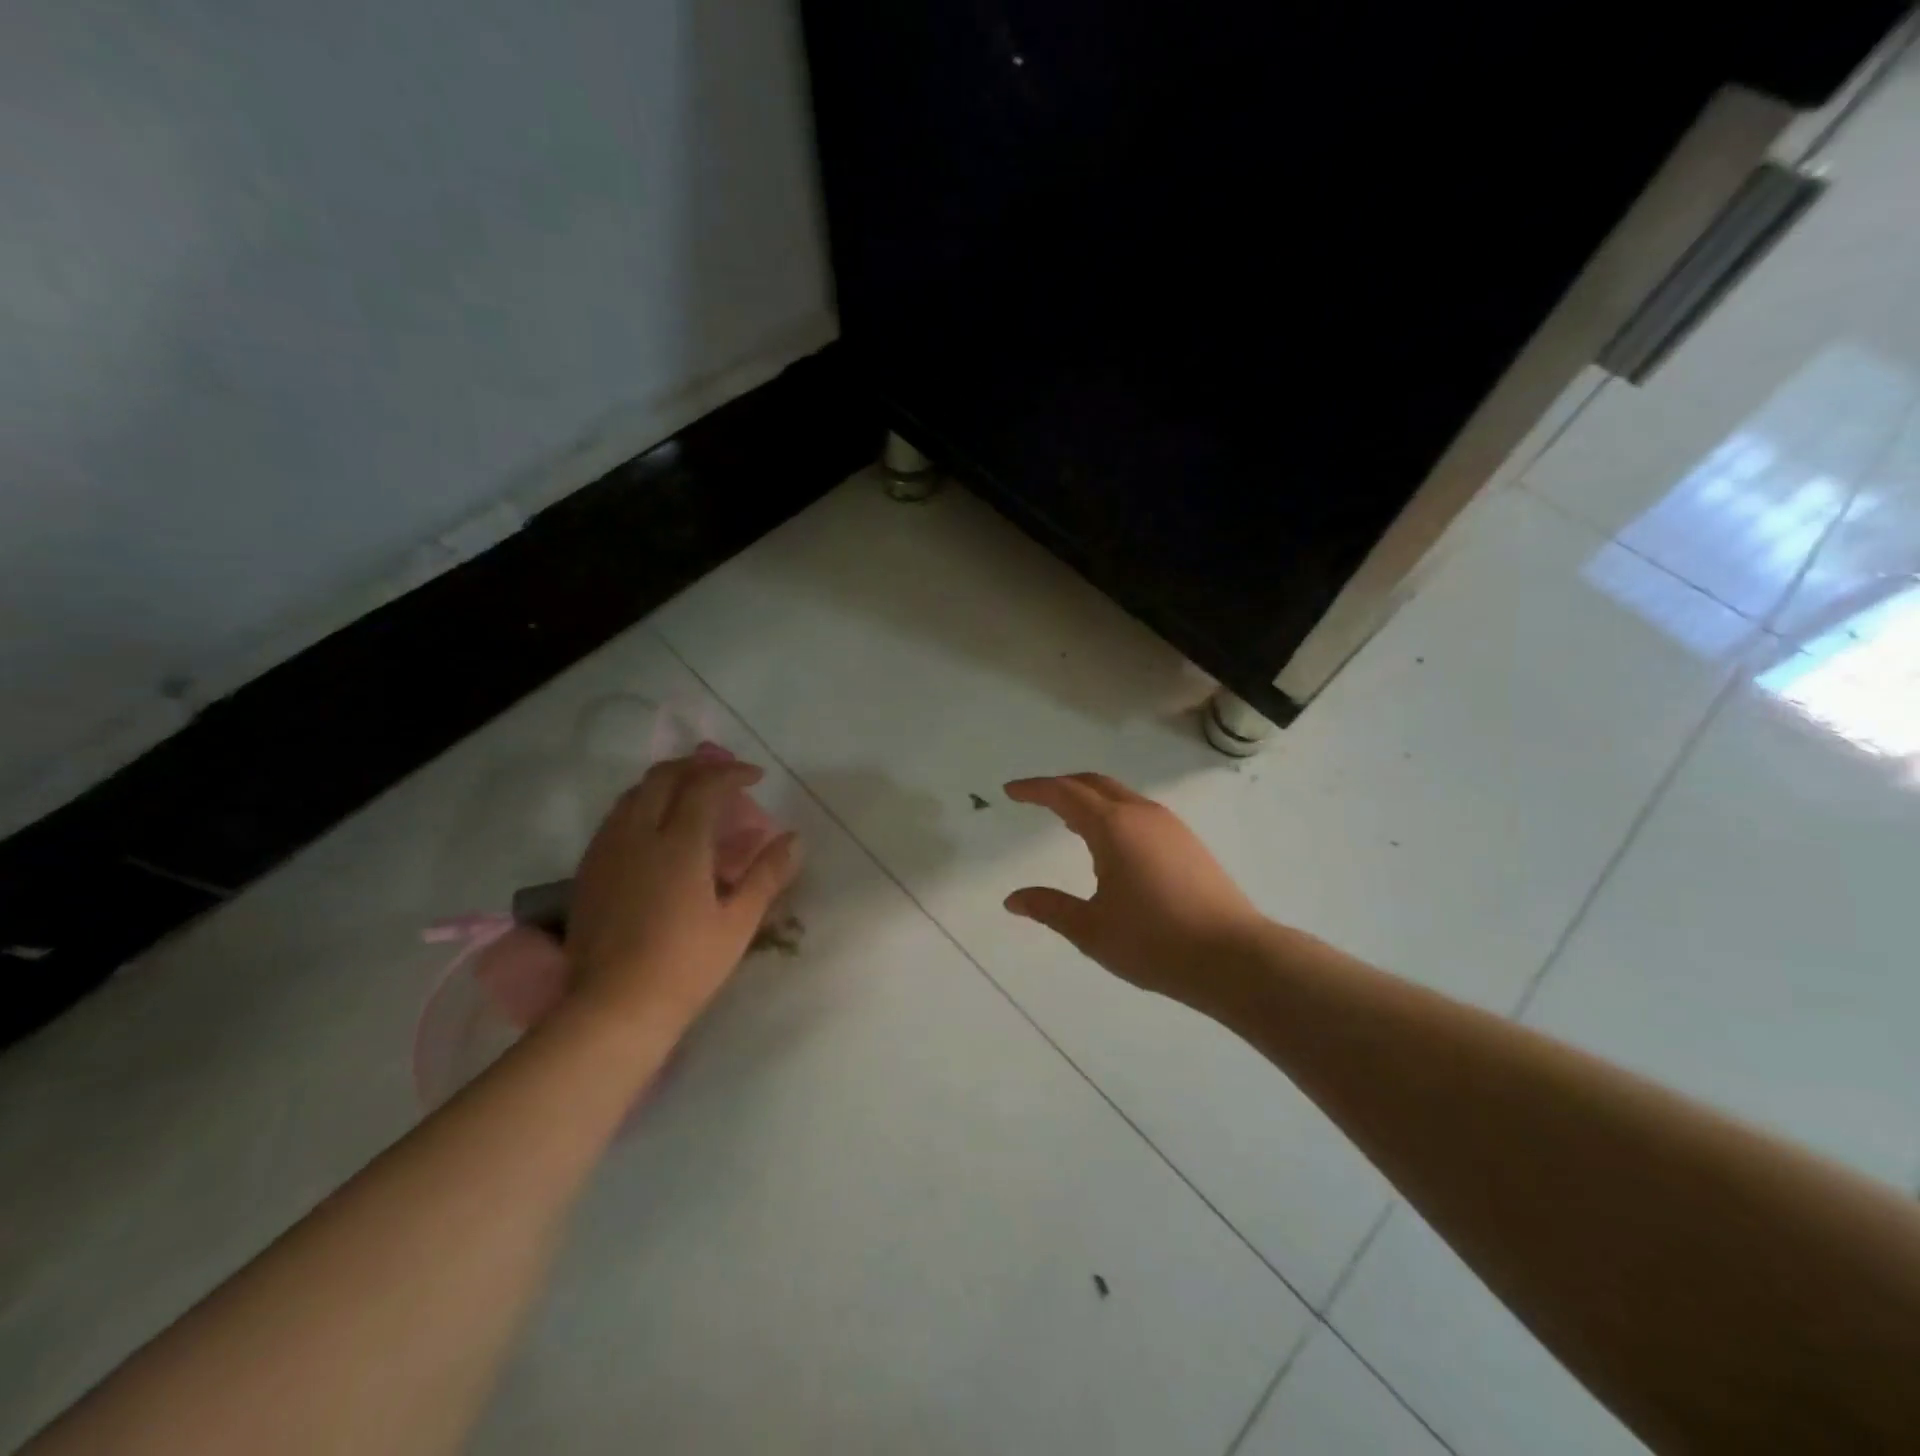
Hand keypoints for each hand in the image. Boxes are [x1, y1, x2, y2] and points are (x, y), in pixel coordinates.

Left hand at [566, 755, 799, 1036]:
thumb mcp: (739, 922)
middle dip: (697, 766)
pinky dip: (643, 805)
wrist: (614, 1009)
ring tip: (691, 794)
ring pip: (634, 793)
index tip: (756, 777)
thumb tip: (794, 838)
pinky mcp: (589, 870)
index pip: (705, 786)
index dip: (732, 773)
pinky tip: (656, 829)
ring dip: (667, 782)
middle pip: (663, 777)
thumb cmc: (686, 966)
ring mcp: (607, 851)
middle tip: (723, 775)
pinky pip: (616, 818)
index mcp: (679, 845)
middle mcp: (638, 835)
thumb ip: (767, 874)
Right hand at [1003, 773, 1268, 1009]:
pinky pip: (1139, 812)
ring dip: (1090, 799)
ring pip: (1120, 796)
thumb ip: (1049, 908)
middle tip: (1035, 798)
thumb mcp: (1091, 929)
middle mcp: (1142, 814)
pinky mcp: (1188, 843)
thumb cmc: (1154, 942)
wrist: (1234, 957)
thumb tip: (1012, 900)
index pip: (1064, 793)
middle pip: (1094, 784)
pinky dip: (1113, 814)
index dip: (1034, 789)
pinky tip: (1110, 844)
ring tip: (1067, 821)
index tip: (1010, 791)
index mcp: (1113, 827)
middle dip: (1062, 786)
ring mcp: (1170, 826)